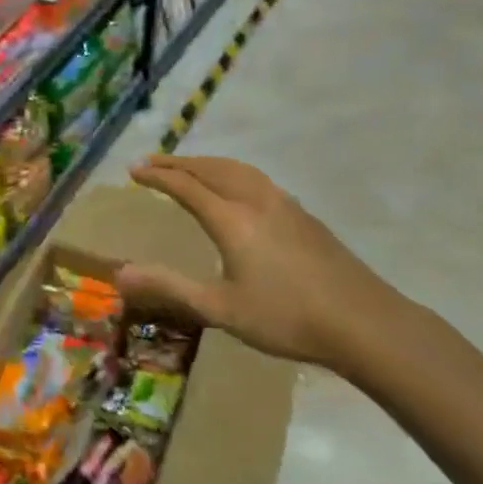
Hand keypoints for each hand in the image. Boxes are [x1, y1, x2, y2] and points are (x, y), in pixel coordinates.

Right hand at [117, 155, 413, 381]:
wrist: (362, 321)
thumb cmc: (285, 318)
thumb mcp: (220, 309)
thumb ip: (170, 287)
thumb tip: (120, 274)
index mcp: (231, 219)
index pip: (185, 185)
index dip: (156, 176)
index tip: (132, 170)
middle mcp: (254, 199)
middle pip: (209, 168)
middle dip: (177, 162)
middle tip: (151, 162)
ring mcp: (282, 202)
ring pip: (236, 168)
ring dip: (205, 163)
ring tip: (187, 167)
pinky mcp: (302, 213)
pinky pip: (255, 177)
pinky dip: (230, 171)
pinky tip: (235, 187)